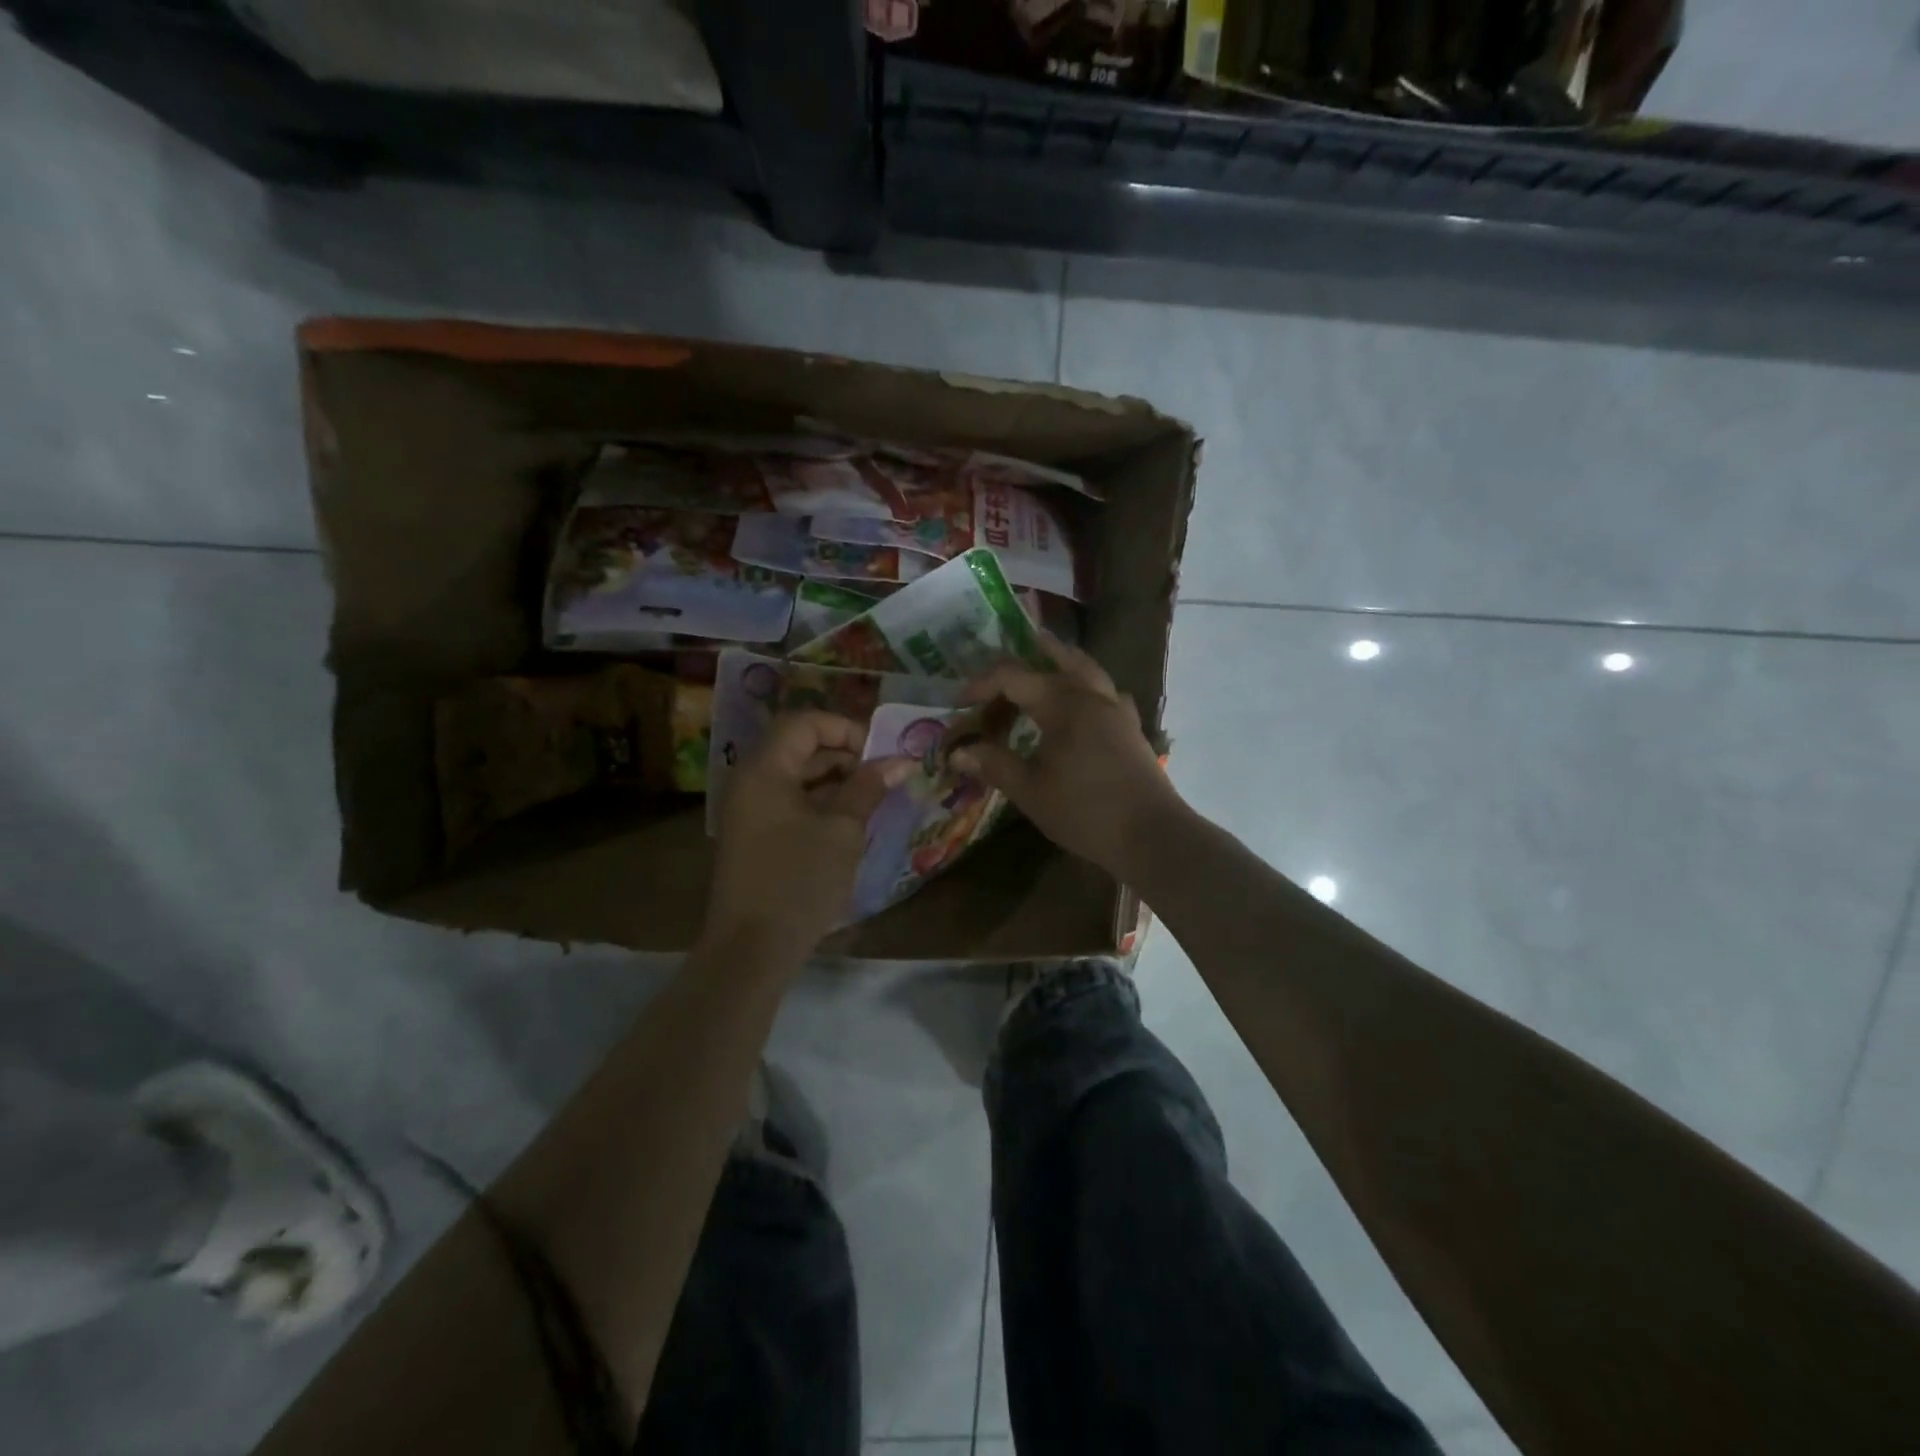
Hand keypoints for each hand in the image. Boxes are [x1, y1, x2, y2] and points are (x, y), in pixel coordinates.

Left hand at [706, 711, 907, 956]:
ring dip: (835, 781)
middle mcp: (750, 782)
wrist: (751, 950)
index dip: (845, 729)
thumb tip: (899, 762)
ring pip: (796, 777)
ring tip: (874, 799)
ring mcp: (748, 811)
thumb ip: (868, 788)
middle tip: (884, 777)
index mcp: (764, 770)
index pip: (805, 722)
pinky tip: (850, 823)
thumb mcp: (842, 831)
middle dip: (844, 756)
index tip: (879, 755)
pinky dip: (820, 804)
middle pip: (799, 747)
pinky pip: (789, 803)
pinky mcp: (754, 837)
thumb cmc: (799, 882)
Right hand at [950, 635, 1185, 881]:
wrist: (1151, 834)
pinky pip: (1107, 693)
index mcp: (1063, 704)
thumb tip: (958, 752)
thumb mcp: (1030, 791)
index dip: (981, 684)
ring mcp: (1116, 710)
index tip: (958, 702)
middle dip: (1027, 656)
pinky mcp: (1131, 728)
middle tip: (1003, 661)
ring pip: (1087, 669)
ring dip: (1063, 660)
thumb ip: (994, 765)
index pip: (1013, 677)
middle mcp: (1091, 696)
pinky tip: (1085, 701)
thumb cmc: (1084, 811)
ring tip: (1045, 656)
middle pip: (1057, 660)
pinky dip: (1089, 686)